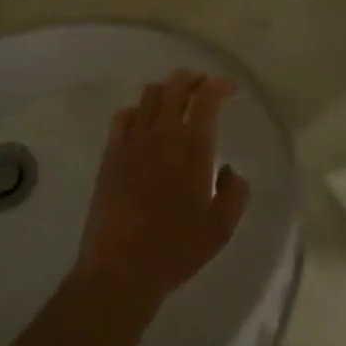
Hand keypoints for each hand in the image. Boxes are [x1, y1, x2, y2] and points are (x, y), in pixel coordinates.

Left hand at [75, 70, 250, 312]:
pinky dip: (139, 109)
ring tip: (178, 99)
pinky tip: (145, 121)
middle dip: (193, 78)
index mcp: (192, 146)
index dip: (219, 85)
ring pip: (149, 95)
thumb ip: (234, 193)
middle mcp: (161, 133)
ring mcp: (132, 140)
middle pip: (175, 85)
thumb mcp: (221, 227)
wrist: (121, 267)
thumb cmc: (176, 249)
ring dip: (167, 89)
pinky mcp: (111, 153)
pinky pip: (124, 116)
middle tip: (205, 84)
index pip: (206, 98)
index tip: (230, 89)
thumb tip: (231, 170)